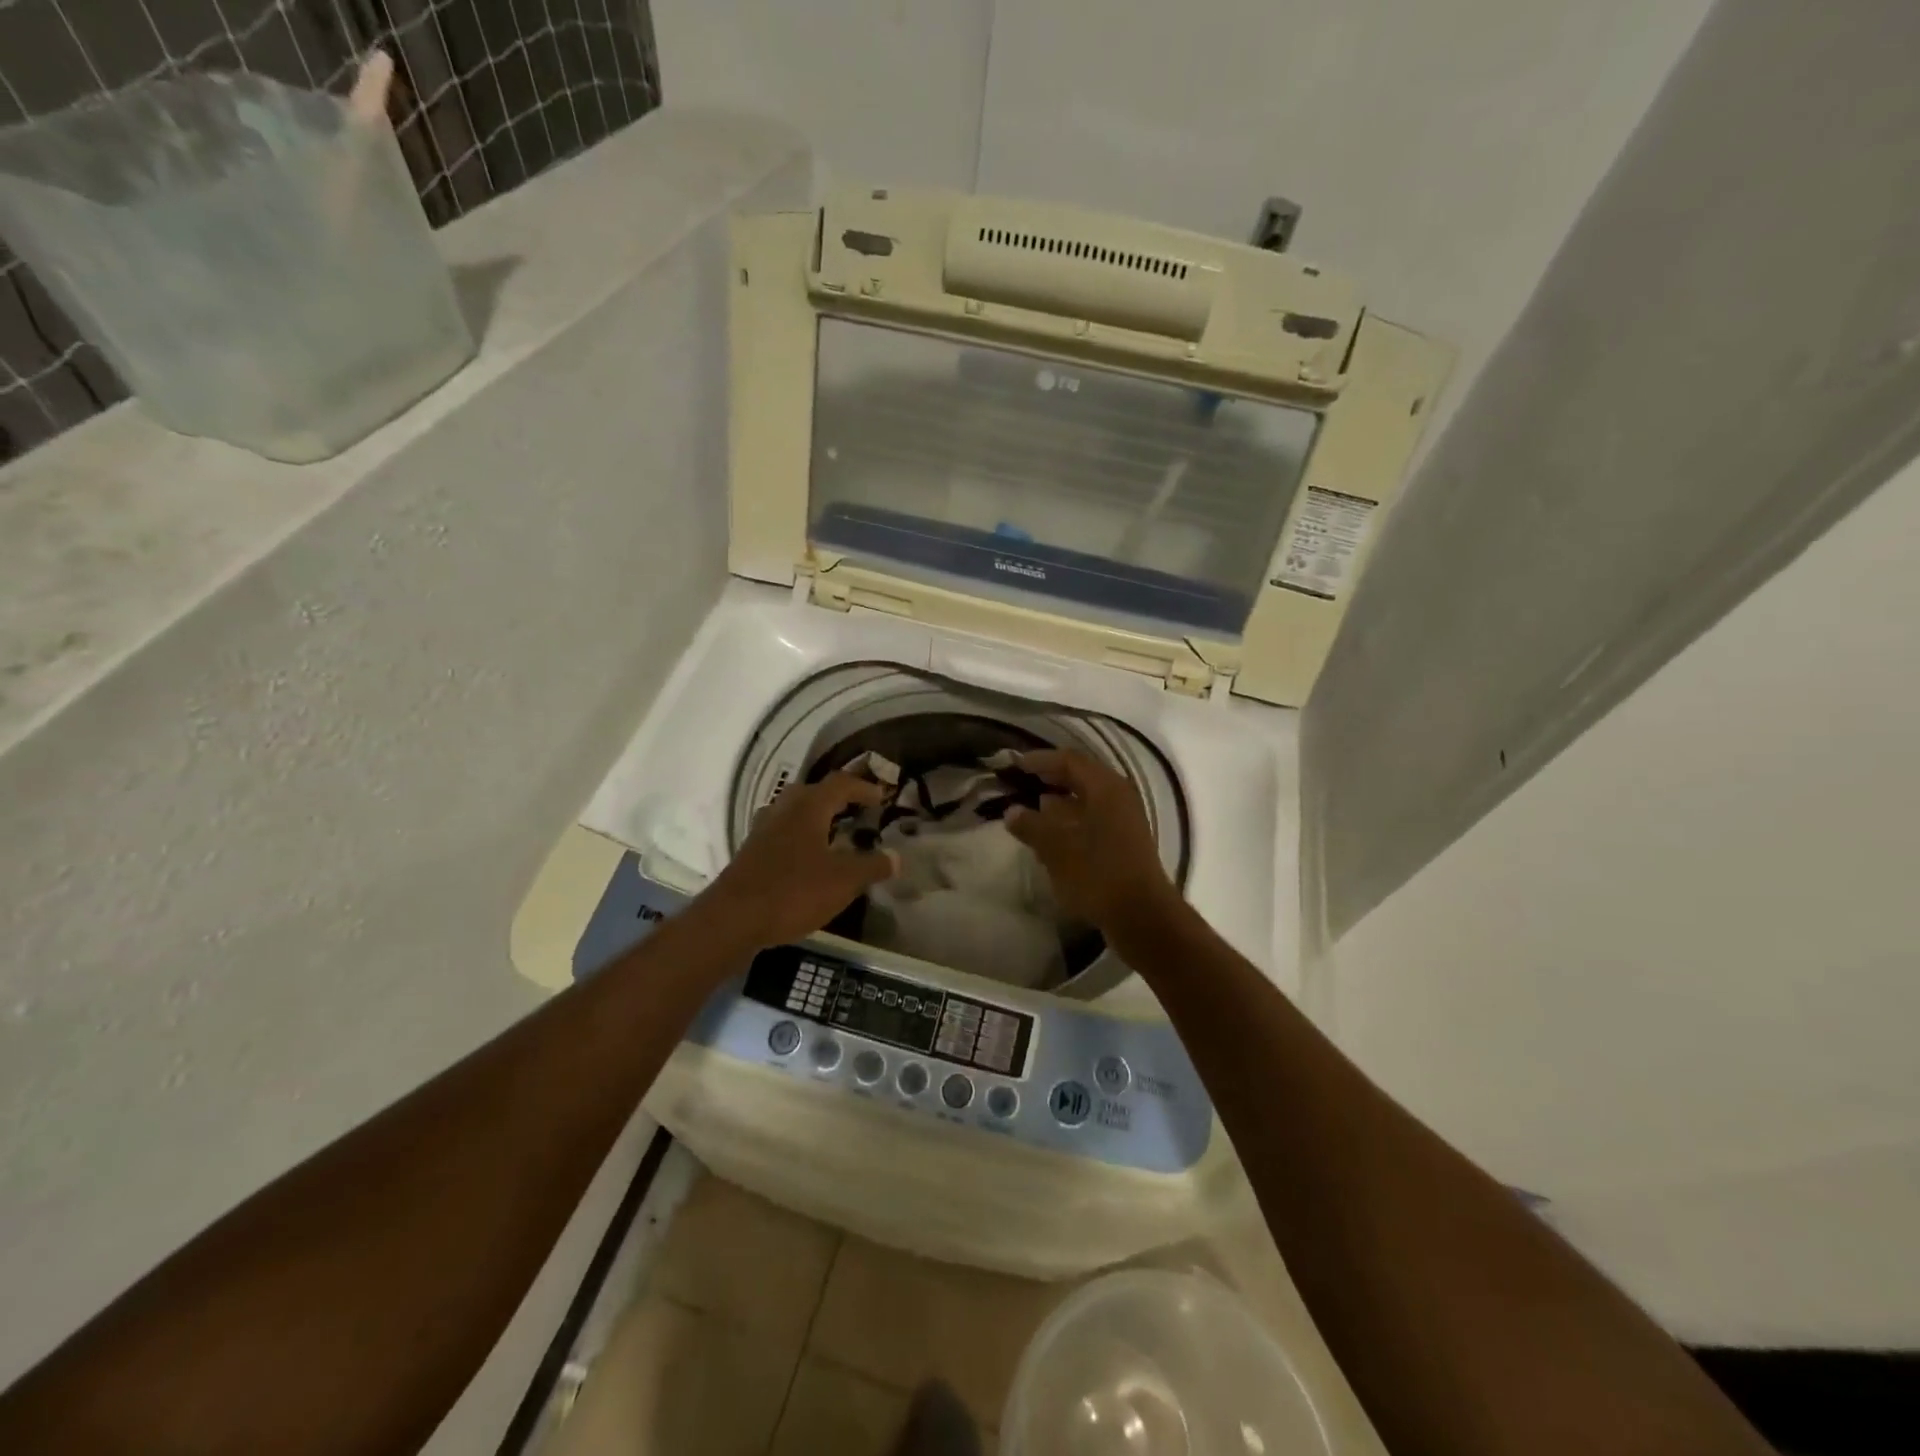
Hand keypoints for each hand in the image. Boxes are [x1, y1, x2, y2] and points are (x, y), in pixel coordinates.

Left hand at [702, 773, 895, 947]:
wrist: (733, 919)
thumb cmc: (794, 891)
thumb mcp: (844, 881)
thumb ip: (872, 866)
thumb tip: (896, 857)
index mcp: (808, 807)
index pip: (841, 783)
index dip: (864, 787)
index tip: (882, 798)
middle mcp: (783, 810)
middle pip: (814, 792)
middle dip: (838, 799)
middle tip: (858, 812)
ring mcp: (763, 830)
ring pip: (794, 812)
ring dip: (816, 818)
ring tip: (835, 835)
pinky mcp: (751, 852)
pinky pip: (782, 833)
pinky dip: (800, 838)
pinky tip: (808, 860)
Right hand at [1003, 750, 1178, 933]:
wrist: (1141, 917)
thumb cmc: (1097, 874)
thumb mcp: (1056, 848)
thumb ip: (1032, 825)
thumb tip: (1012, 811)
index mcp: (1106, 788)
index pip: (1069, 760)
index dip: (1040, 760)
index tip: (1015, 765)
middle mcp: (1119, 797)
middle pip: (1081, 777)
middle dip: (1050, 779)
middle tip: (1022, 782)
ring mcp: (1125, 821)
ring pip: (1087, 800)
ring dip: (1060, 802)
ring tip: (1032, 809)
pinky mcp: (1124, 843)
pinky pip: (1093, 820)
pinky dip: (1071, 821)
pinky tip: (1052, 836)